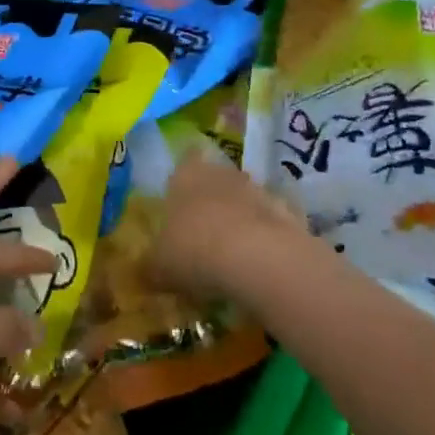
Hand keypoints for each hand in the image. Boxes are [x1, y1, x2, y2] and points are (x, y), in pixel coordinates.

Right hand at [150, 146, 306, 306]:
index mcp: (186, 175)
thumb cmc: (195, 250)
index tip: (180, 198)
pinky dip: (266, 239)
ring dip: (240, 219)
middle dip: (212, 201)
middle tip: (202, 231)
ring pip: (246, 200)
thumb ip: (151, 267)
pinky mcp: (291, 215)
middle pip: (216, 180)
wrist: (260, 259)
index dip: (183, 178)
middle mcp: (223, 174)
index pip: (184, 161)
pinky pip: (272, 224)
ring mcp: (260, 191)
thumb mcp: (160, 266)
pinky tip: (258, 264)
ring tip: (230, 253)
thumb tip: (144, 273)